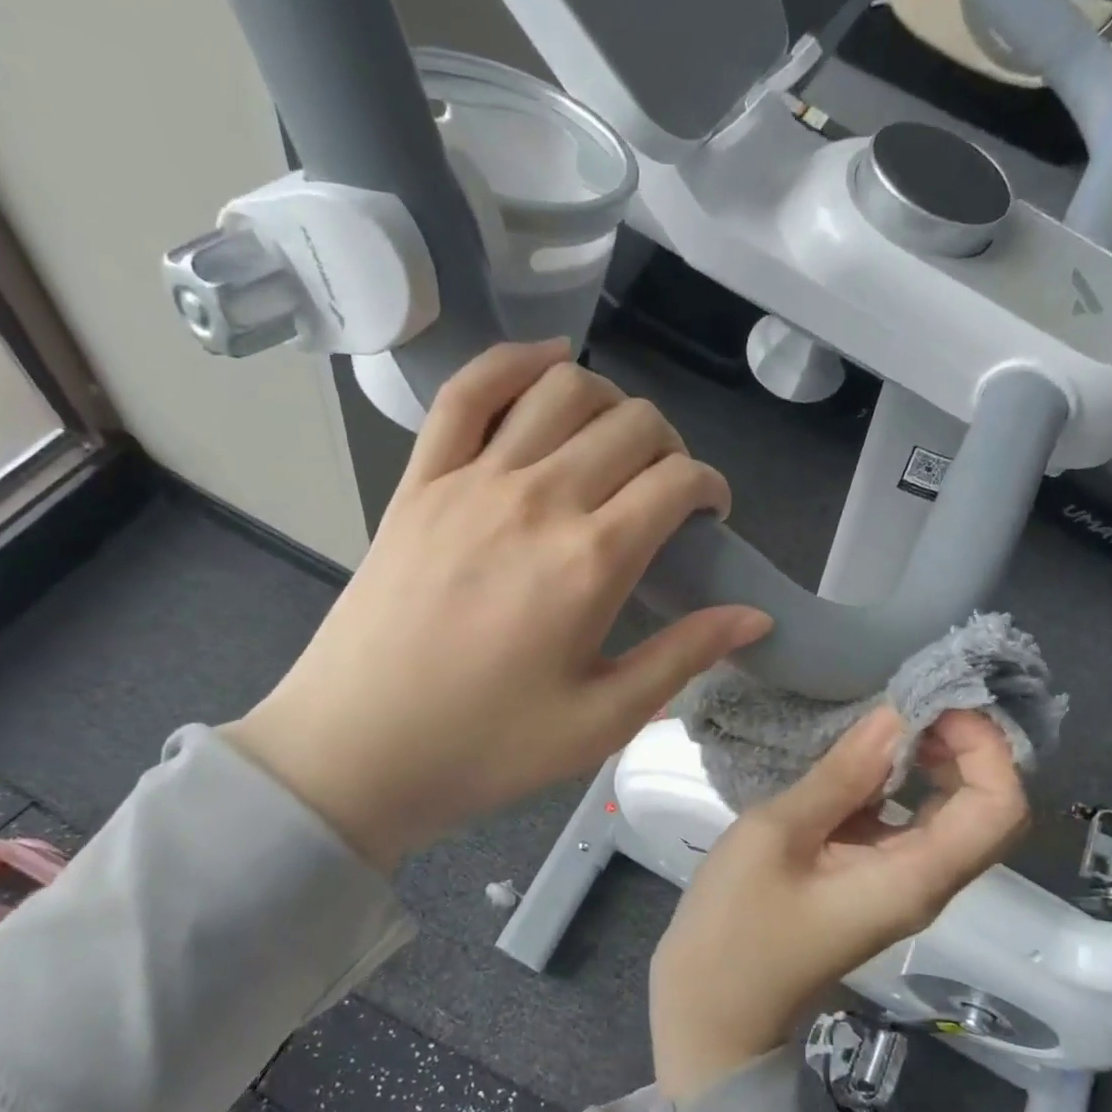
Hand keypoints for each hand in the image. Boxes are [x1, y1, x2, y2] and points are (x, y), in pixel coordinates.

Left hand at [227, 339, 769, 869]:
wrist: (356, 751)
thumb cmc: (486, 747)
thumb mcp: (602, 721)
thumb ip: (683, 656)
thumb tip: (756, 614)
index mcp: (590, 562)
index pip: (677, 481)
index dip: (710, 488)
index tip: (709, 517)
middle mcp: (538, 499)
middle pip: (631, 425)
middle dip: (669, 447)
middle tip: (665, 492)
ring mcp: (471, 480)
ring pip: (562, 389)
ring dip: (609, 401)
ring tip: (615, 442)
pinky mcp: (420, 480)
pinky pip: (468, 391)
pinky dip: (514, 361)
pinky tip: (548, 362)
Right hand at [650, 707, 1029, 1099]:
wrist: (712, 1010)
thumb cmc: (735, 926)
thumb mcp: (777, 835)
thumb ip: (841, 776)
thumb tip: (895, 716)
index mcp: (915, 877)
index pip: (999, 806)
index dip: (984, 745)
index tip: (931, 703)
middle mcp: (926, 882)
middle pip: (990, 809)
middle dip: (967, 746)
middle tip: (911, 701)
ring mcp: (901, 884)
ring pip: (954, 815)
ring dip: (937, 761)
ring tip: (888, 716)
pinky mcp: (874, 882)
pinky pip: (912, 824)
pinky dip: (901, 782)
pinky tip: (860, 757)